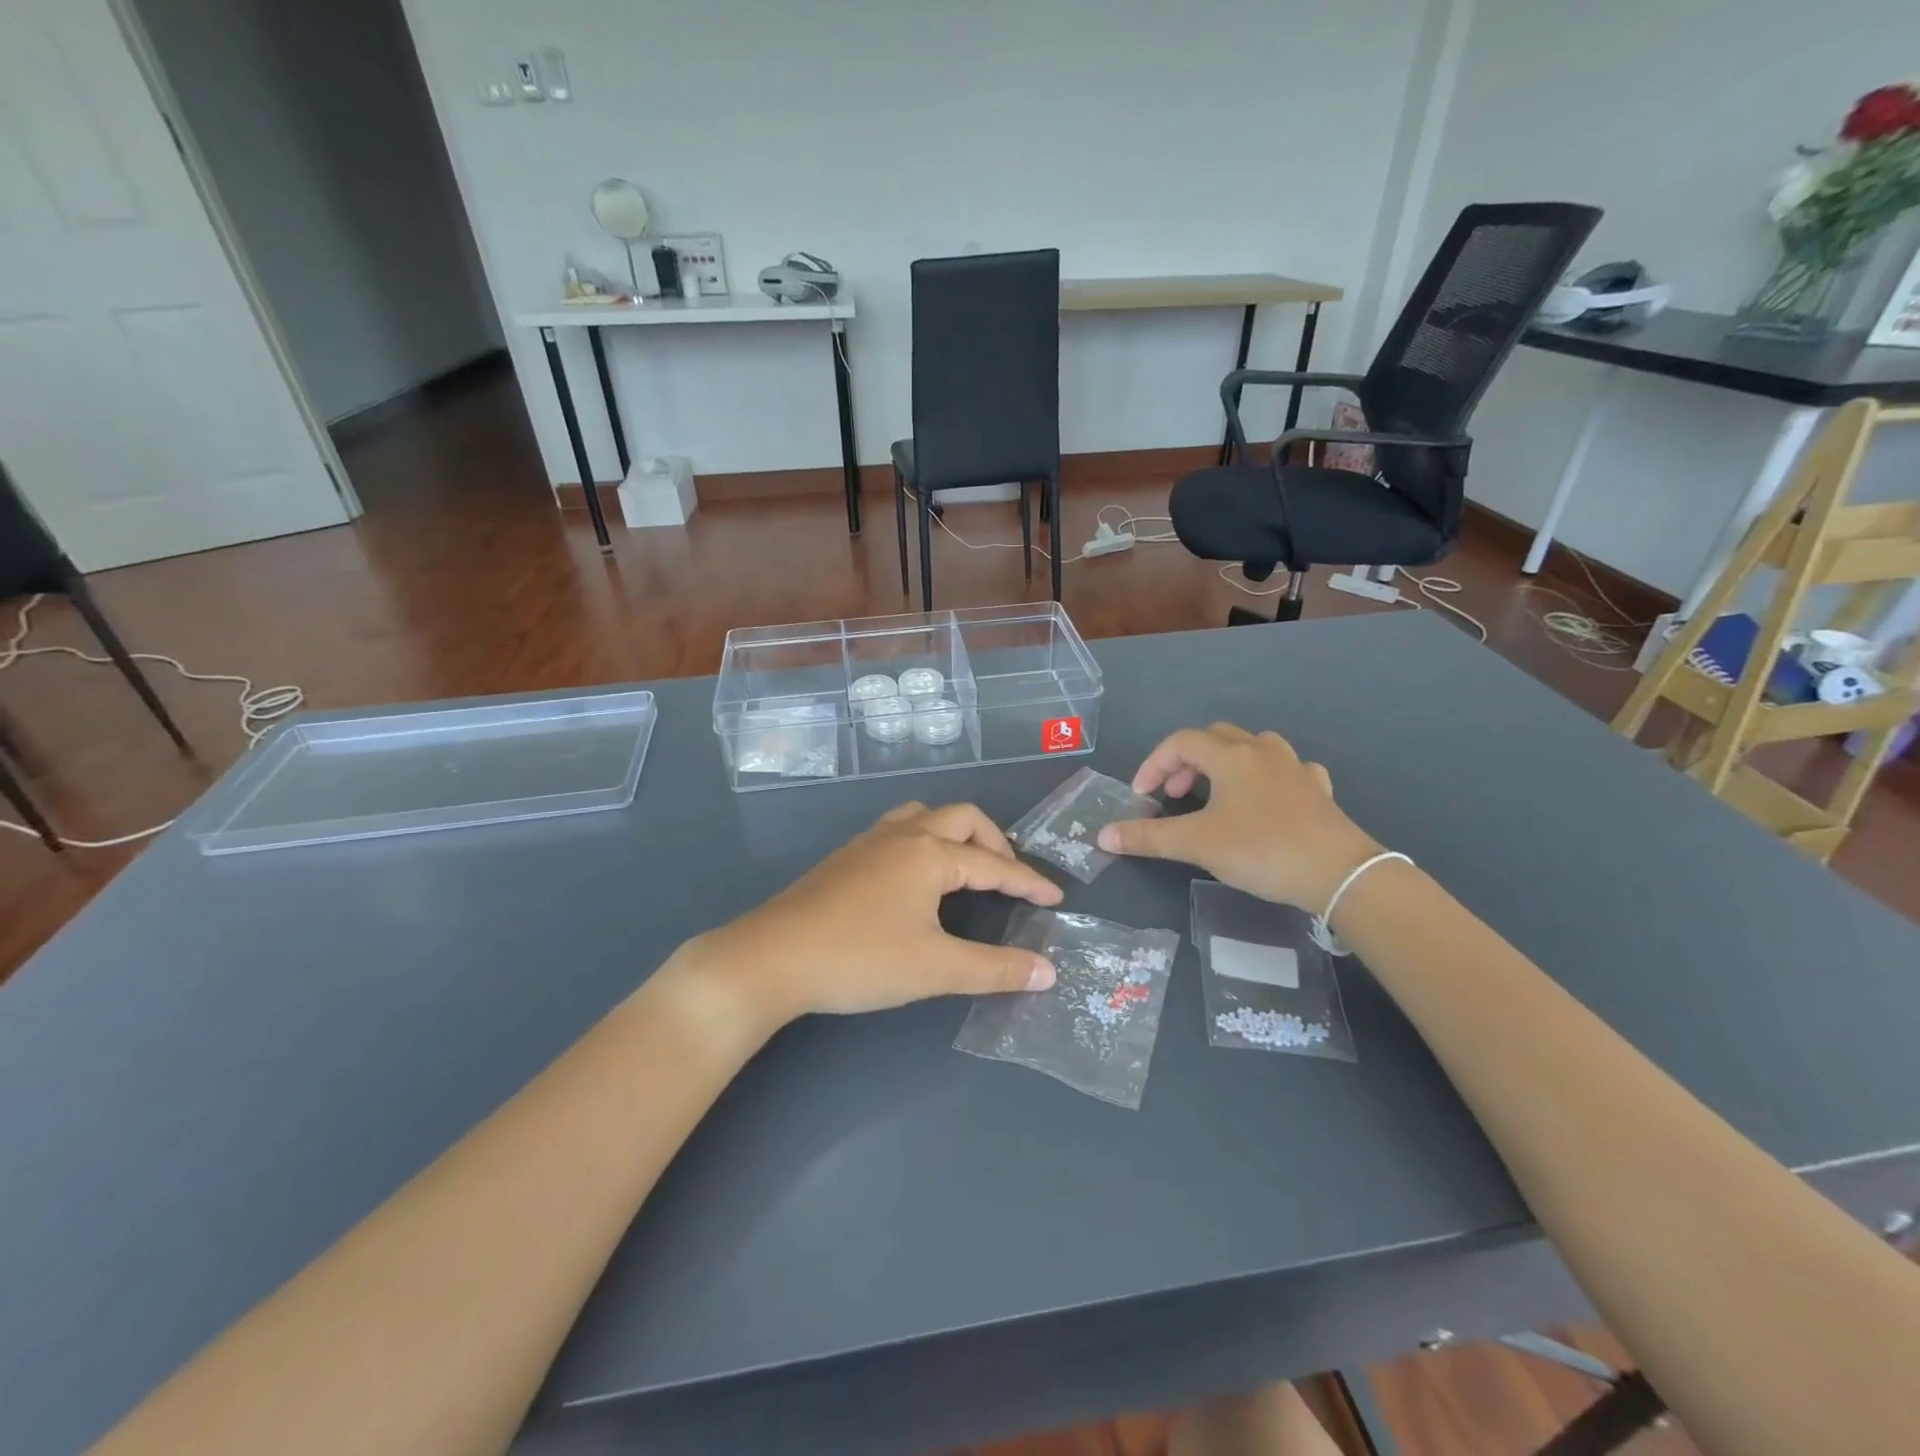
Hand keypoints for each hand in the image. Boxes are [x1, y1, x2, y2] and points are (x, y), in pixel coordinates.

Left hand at [687, 802, 1062, 1025]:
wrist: (773, 957)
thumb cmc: (861, 959)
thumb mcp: (936, 969)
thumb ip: (995, 969)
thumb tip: (1048, 972)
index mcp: (931, 854)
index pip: (994, 864)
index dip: (1028, 882)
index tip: (1055, 898)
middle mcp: (904, 834)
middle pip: (962, 819)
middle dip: (994, 843)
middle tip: (1009, 877)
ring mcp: (869, 842)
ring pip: (924, 816)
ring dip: (954, 833)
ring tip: (966, 865)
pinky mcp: (846, 856)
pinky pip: (898, 830)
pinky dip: (923, 840)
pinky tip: (915, 876)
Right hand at [1096, 723, 1380, 911]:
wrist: (1339, 873)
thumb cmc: (1261, 850)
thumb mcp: (1197, 844)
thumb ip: (1148, 837)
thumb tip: (1102, 835)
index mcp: (1230, 756)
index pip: (1180, 743)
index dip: (1154, 764)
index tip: (1142, 796)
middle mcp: (1262, 752)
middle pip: (1215, 738)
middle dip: (1187, 762)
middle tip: (1176, 795)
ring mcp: (1296, 768)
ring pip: (1253, 747)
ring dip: (1227, 763)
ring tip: (1217, 793)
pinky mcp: (1319, 791)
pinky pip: (1288, 770)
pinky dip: (1268, 778)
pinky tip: (1267, 799)